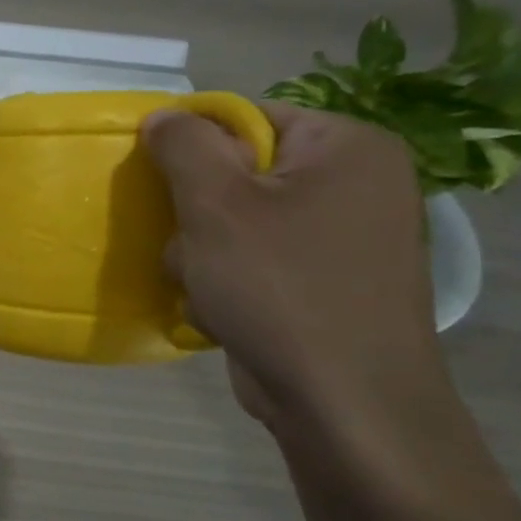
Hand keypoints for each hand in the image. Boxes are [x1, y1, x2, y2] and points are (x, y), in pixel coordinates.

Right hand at [142, 101, 449, 431]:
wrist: (344, 404)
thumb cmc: (279, 287)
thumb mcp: (215, 204)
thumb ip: (183, 145)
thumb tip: (164, 116)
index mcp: (346, 147)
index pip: (245, 119)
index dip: (194, 150)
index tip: (167, 191)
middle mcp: (356, 184)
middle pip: (239, 173)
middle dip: (197, 213)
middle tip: (192, 247)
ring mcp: (346, 237)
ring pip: (238, 221)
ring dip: (203, 252)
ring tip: (205, 286)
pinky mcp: (329, 282)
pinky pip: (257, 260)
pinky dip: (228, 280)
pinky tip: (223, 310)